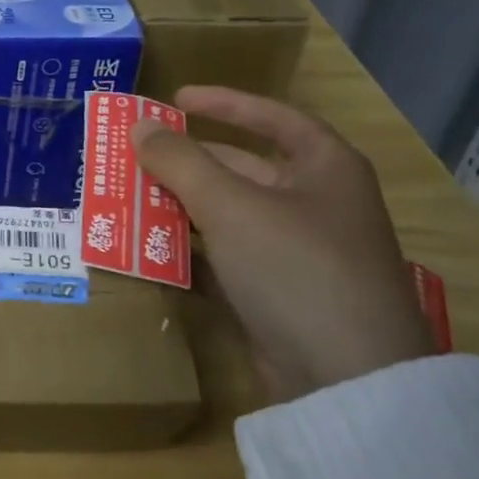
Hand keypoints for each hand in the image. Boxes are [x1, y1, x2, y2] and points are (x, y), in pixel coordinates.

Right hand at [134, 87, 433, 402]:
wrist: (346, 379)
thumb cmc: (295, 267)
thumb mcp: (232, 206)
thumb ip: (181, 162)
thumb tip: (140, 126)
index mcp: (326, 168)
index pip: (273, 118)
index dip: (225, 104)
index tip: (176, 99)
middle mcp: (318, 205)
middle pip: (245, 169)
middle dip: (191, 163)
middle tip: (138, 156)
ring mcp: (301, 254)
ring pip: (233, 217)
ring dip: (185, 208)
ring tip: (132, 199)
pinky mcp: (282, 296)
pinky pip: (231, 259)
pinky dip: (195, 252)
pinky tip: (155, 250)